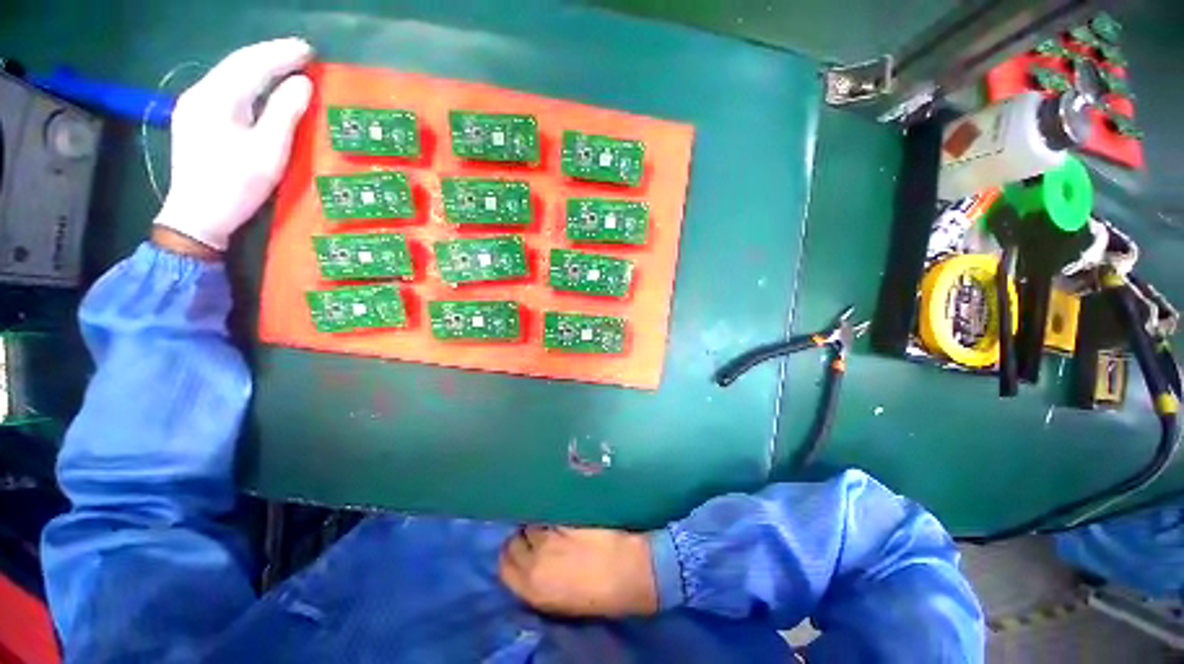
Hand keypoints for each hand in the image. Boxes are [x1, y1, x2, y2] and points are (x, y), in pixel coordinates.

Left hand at [153, 38, 314, 251]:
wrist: (196, 216)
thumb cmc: (235, 185)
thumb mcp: (268, 151)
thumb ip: (285, 113)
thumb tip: (302, 83)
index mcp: (217, 98)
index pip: (252, 64)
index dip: (281, 54)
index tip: (308, 50)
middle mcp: (200, 93)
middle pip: (237, 64)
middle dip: (270, 55)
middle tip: (301, 53)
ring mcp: (194, 106)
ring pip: (230, 75)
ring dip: (259, 67)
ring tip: (285, 64)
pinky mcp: (195, 120)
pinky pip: (225, 90)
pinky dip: (248, 82)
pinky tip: (261, 85)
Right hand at [499, 526, 657, 616]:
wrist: (629, 572)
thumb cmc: (598, 593)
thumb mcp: (558, 599)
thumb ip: (537, 579)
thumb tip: (529, 557)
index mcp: (531, 589)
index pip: (505, 563)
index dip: (514, 552)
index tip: (524, 546)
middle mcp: (535, 561)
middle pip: (515, 539)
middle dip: (525, 534)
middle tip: (541, 532)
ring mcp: (551, 537)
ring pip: (533, 521)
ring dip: (541, 521)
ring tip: (555, 522)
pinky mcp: (566, 518)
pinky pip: (551, 511)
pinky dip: (554, 511)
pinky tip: (564, 513)